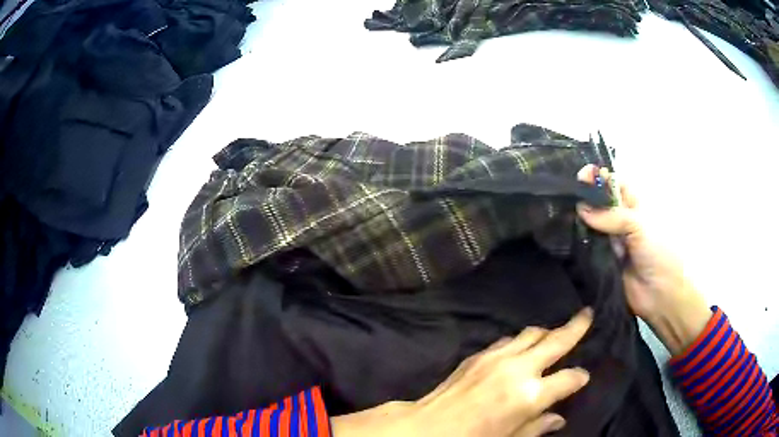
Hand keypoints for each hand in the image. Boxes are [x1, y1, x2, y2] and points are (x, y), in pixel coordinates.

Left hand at [331, 309, 592, 436]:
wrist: (427, 427)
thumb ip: (537, 427)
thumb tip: (558, 419)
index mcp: (530, 395)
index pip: (568, 379)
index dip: (579, 377)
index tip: (583, 377)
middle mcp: (518, 369)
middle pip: (555, 341)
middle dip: (576, 326)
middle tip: (588, 314)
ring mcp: (497, 357)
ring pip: (531, 333)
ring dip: (547, 331)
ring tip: (557, 330)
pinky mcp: (479, 354)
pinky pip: (508, 340)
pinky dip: (521, 340)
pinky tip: (522, 346)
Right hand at [575, 165, 710, 354]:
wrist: (659, 295)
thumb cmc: (657, 252)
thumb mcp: (639, 225)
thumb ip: (611, 216)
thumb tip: (581, 208)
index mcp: (633, 206)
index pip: (613, 184)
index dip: (599, 178)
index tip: (581, 177)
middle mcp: (620, 221)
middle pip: (599, 204)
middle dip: (584, 199)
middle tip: (563, 196)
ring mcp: (610, 242)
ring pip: (590, 226)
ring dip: (578, 221)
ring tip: (557, 214)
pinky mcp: (600, 262)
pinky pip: (586, 249)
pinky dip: (576, 244)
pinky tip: (561, 237)